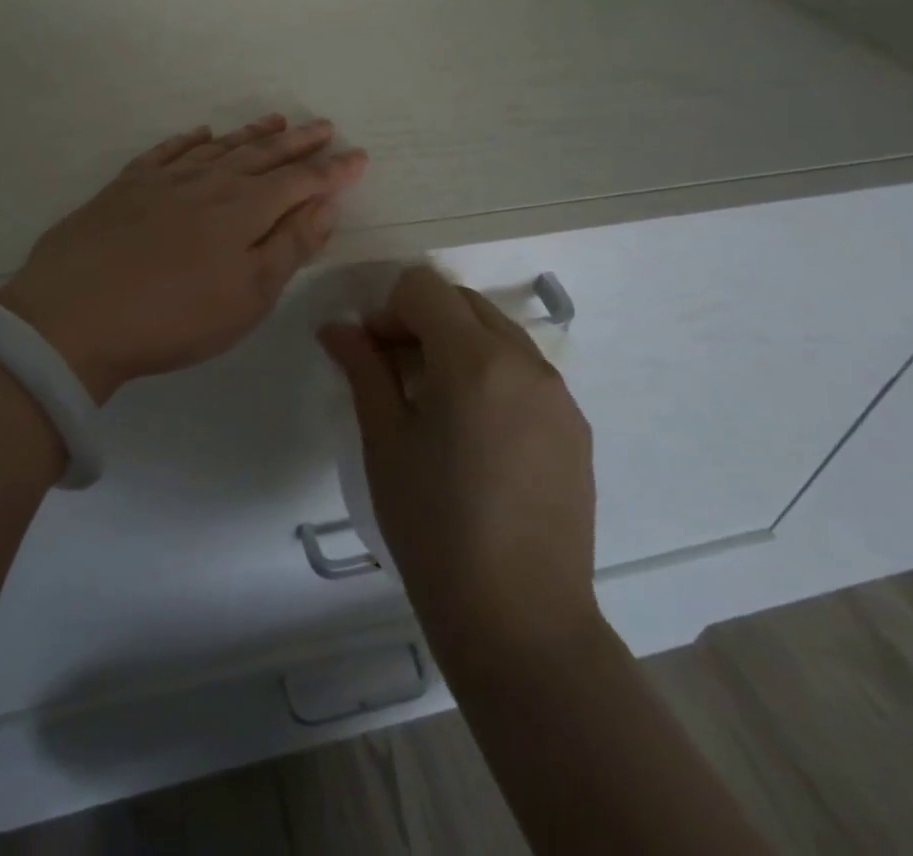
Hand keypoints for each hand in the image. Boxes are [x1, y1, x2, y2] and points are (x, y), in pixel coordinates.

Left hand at [0, 114, 367, 402]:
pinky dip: (189, 139)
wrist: (73, 316)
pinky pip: (167, 150)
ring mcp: (164, 179)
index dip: (332, 170)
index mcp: (244, 209)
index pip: (300, 181)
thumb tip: (326, 205)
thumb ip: (290, 246)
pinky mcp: (126, 185)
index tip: (358, 156)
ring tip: (276, 120)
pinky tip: (200, 133)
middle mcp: (209, 182)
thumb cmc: (173, 317)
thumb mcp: (248, 296)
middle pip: (263, 155)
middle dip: (299, 142)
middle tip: (324, 126)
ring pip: (219, 146)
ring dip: (252, 134)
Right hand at [318, 266, 599, 663]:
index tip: (373, 356)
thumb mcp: (385, 443)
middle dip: (422, 321)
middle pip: (462, 302)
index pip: (424, 287)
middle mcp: (525, 361)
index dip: (388, 310)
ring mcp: (558, 393)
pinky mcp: (576, 425)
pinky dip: (491, 374)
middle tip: (396, 376)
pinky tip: (476, 436)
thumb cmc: (435, 529)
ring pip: (497, 332)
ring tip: (436, 406)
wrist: (522, 623)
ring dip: (458, 344)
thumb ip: (363, 370)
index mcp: (474, 359)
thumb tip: (336, 327)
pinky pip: (525, 371)